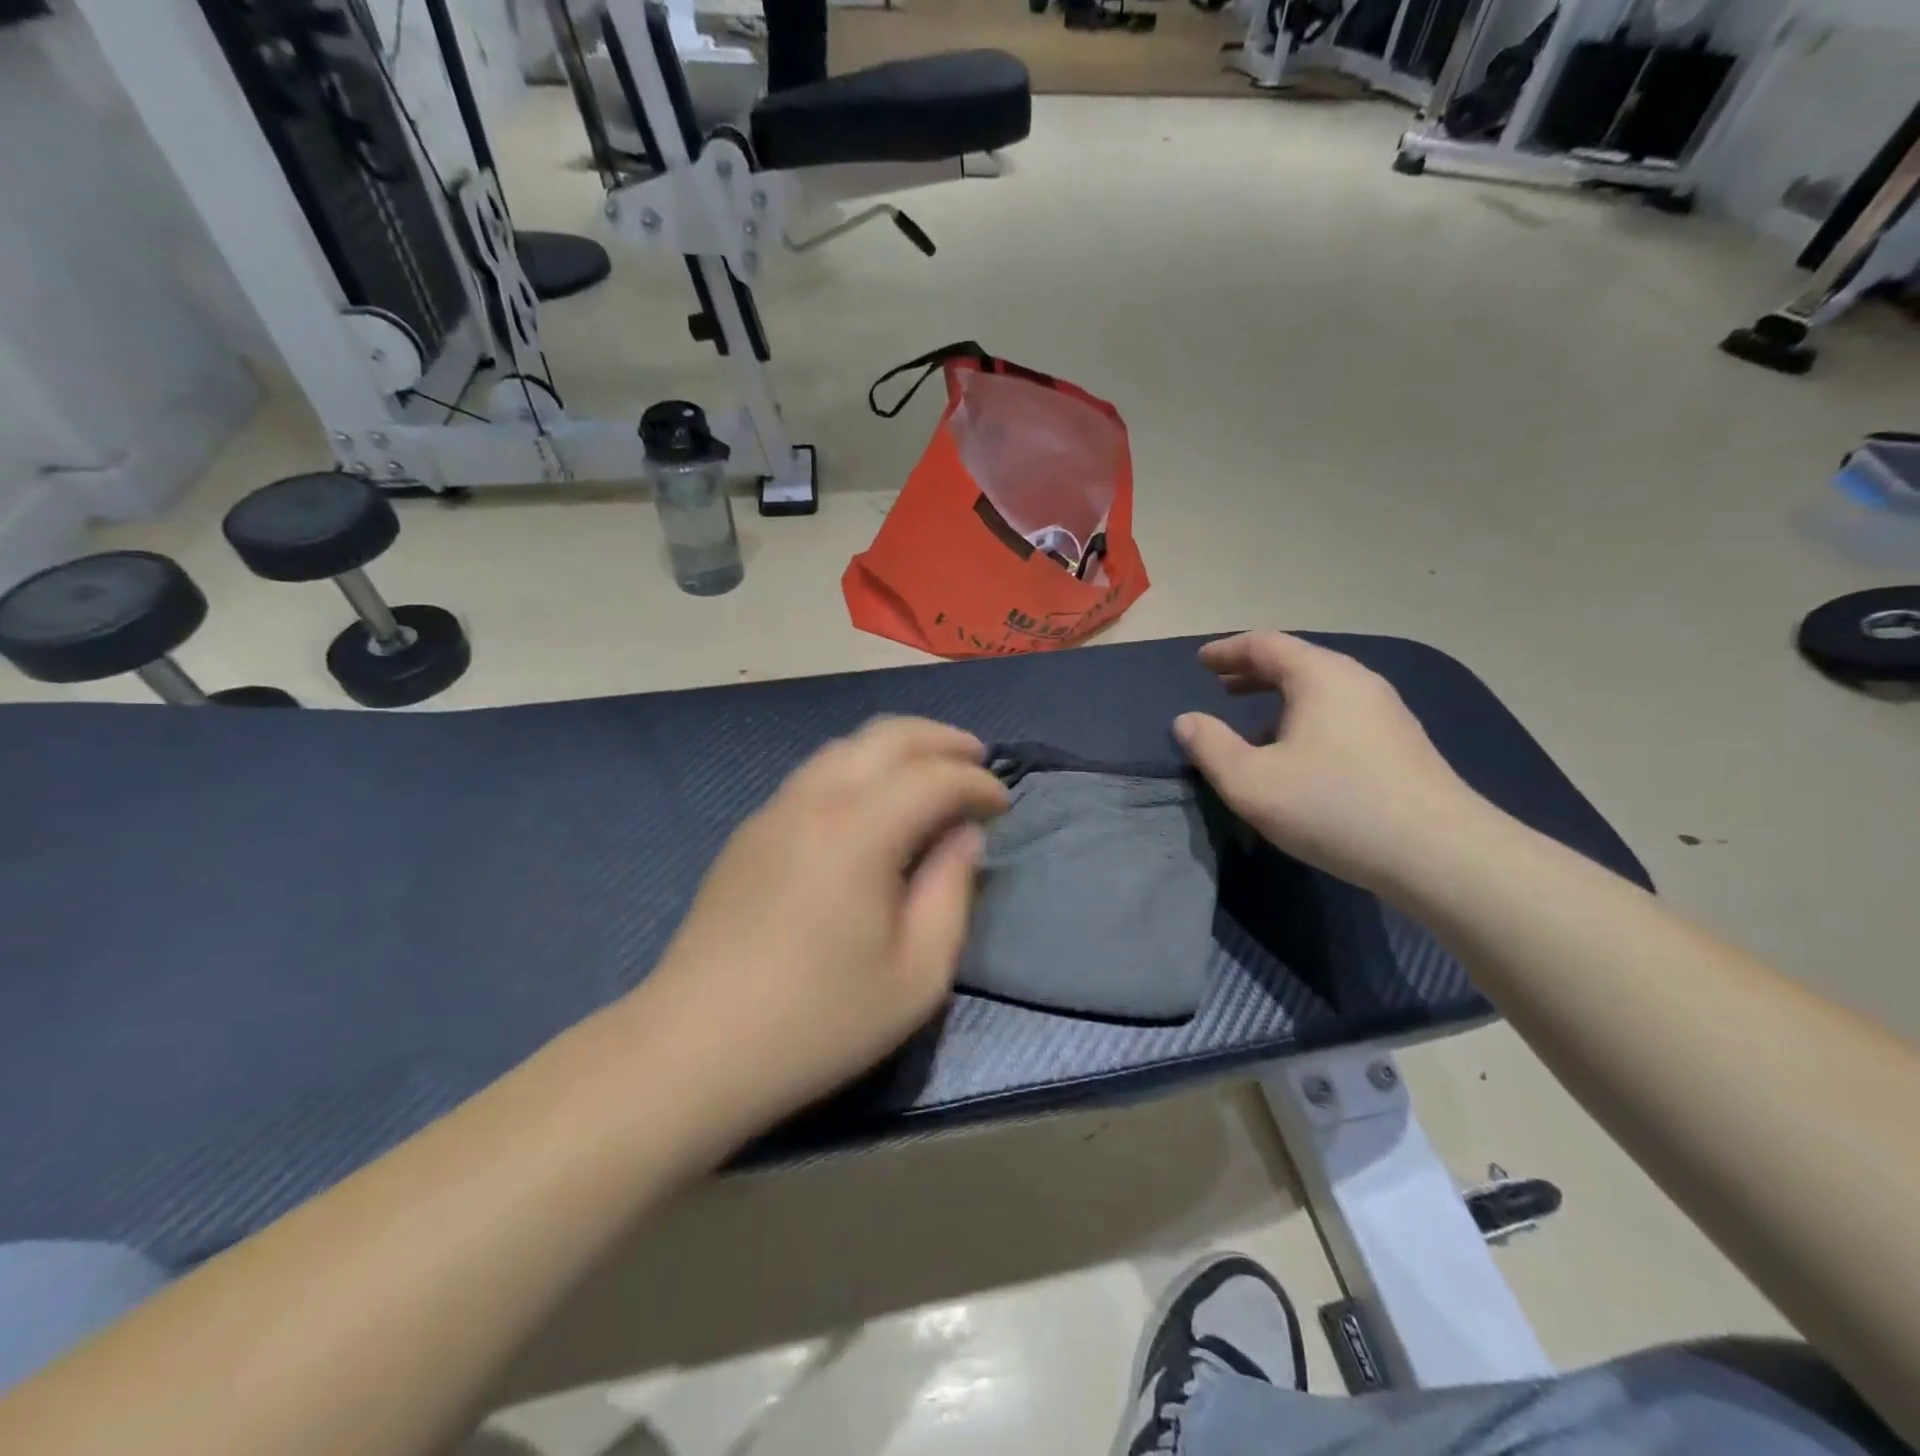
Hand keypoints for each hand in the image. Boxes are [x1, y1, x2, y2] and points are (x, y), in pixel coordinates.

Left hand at [633, 717, 1009, 1140]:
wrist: (694, 1049)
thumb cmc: (818, 1021)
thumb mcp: (916, 974)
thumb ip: (952, 892)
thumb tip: (964, 836)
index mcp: (858, 830)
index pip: (934, 777)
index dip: (977, 783)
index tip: (1004, 805)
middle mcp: (814, 800)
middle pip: (886, 735)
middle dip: (940, 739)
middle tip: (977, 759)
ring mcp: (774, 810)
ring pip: (846, 747)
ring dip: (897, 748)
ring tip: (931, 772)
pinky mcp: (751, 832)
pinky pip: (817, 773)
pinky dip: (860, 767)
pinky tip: (874, 802)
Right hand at [1174, 633, 1495, 895]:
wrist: (1439, 854)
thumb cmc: (1332, 806)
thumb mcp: (1250, 781)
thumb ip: (1210, 747)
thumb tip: (1187, 721)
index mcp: (1320, 677)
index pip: (1265, 644)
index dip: (1227, 650)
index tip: (1200, 662)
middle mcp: (1357, 682)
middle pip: (1297, 662)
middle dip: (1253, 672)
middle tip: (1221, 687)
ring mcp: (1386, 712)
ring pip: (1322, 689)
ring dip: (1281, 697)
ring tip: (1254, 722)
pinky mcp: (1401, 744)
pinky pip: (1341, 713)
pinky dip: (1307, 717)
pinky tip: (1299, 753)